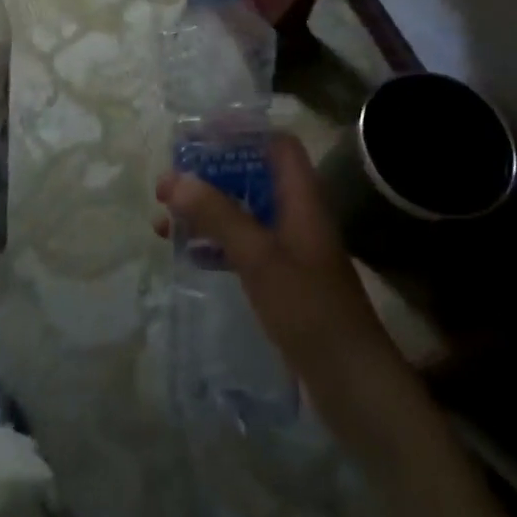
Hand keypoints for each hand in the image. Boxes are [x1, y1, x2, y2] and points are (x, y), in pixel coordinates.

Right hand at [155, 134, 411, 425]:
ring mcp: (291, 249)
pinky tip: (187, 254)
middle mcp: (297, 215)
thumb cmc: (309, 309)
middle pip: (253, 176)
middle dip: (210, 175)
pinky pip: (244, 247)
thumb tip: (175, 177)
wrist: (353, 383)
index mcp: (302, 198)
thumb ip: (218, 215)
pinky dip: (216, 243)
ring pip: (244, 213)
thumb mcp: (259, 257)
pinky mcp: (283, 280)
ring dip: (207, 211)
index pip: (278, 144)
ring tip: (163, 220)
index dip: (242, 132)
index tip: (198, 137)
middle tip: (168, 185)